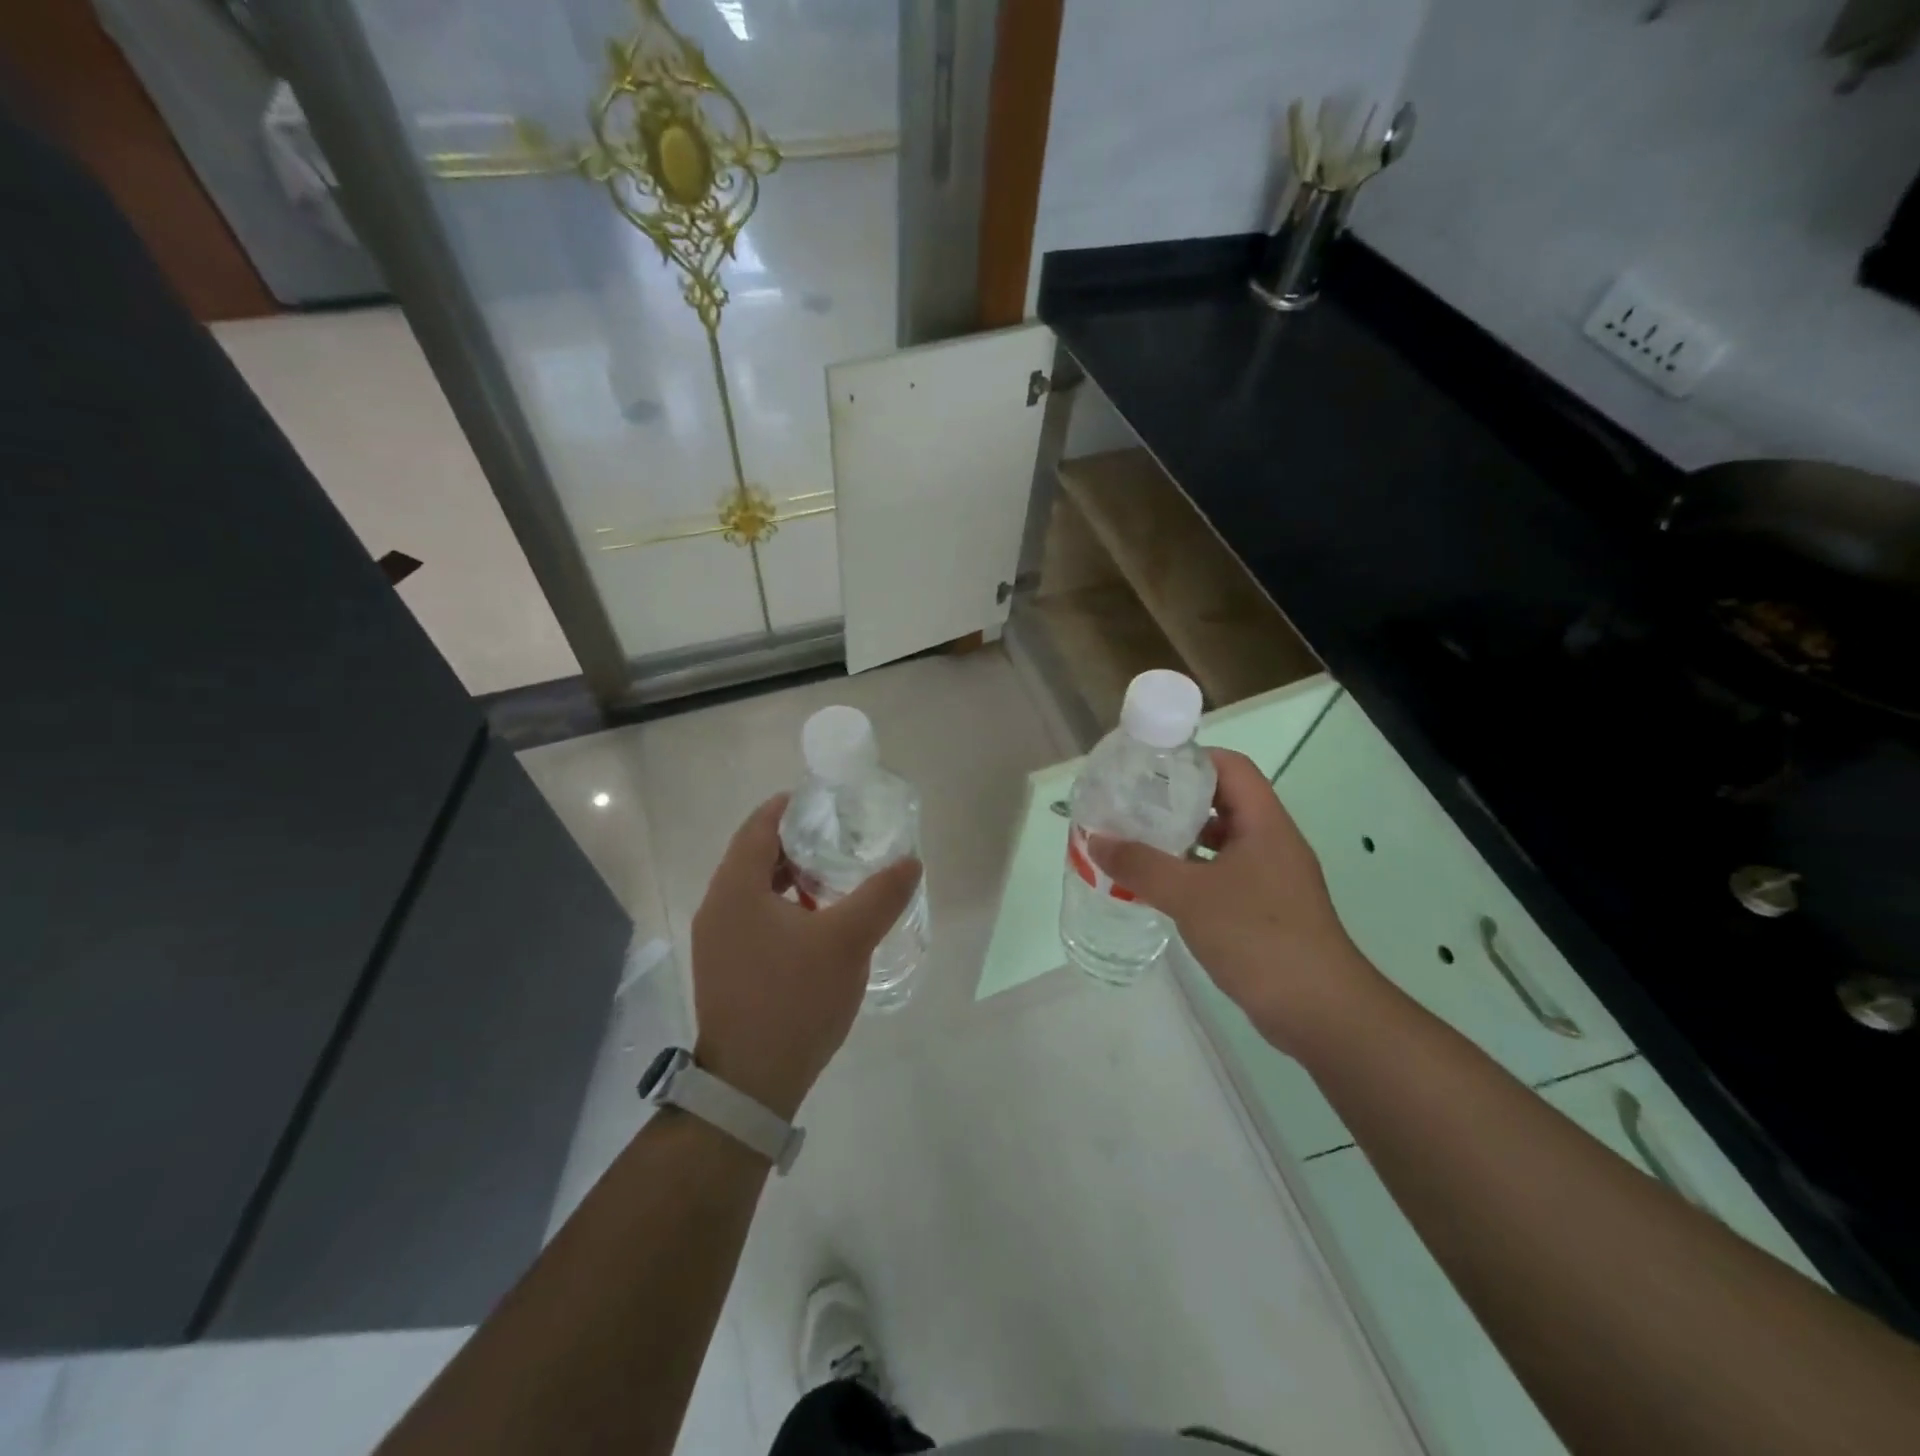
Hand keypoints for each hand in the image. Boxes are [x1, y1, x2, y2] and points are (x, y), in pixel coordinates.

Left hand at [690, 795, 921, 1119]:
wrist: (751, 1084)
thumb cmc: (794, 1000)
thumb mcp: (847, 941)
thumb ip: (881, 896)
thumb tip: (910, 862)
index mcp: (736, 888)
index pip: (759, 824)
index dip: (792, 806)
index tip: (829, 801)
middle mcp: (718, 906)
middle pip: (756, 853)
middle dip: (798, 840)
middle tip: (842, 836)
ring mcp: (717, 939)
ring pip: (755, 888)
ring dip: (792, 875)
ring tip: (836, 875)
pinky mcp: (726, 965)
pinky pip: (754, 916)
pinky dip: (784, 904)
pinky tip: (818, 921)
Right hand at [1090, 748, 1382, 1055]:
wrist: (1319, 1010)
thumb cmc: (1258, 936)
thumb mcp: (1190, 895)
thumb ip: (1141, 865)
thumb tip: (1096, 840)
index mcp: (1264, 823)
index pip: (1232, 767)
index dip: (1192, 758)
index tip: (1148, 767)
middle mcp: (1271, 842)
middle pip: (1224, 801)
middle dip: (1177, 799)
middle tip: (1132, 804)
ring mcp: (1271, 877)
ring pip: (1222, 841)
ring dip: (1182, 838)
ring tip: (1137, 841)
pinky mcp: (1266, 909)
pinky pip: (1223, 874)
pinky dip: (1192, 872)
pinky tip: (1160, 886)